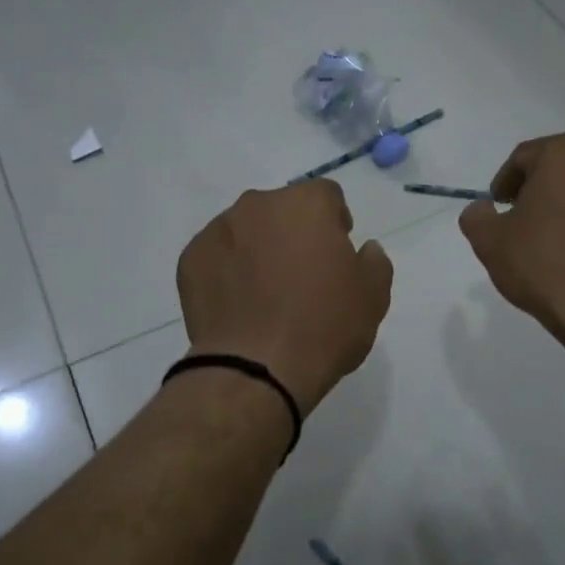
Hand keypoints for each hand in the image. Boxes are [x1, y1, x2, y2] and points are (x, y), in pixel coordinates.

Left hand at [177, 181, 393, 415]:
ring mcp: (218, 230)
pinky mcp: (190, 260)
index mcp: (306, 204)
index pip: (326, 196)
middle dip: (293, 233)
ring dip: (257, 250)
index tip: (336, 254)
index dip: (335, 222)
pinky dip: (227, 272)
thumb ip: (374, 262)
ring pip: (246, 231)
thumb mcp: (373, 297)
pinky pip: (217, 257)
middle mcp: (258, 205)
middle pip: (282, 210)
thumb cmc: (324, 327)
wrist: (255, 368)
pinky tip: (237, 306)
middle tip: (301, 276)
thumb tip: (364, 249)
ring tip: (264, 294)